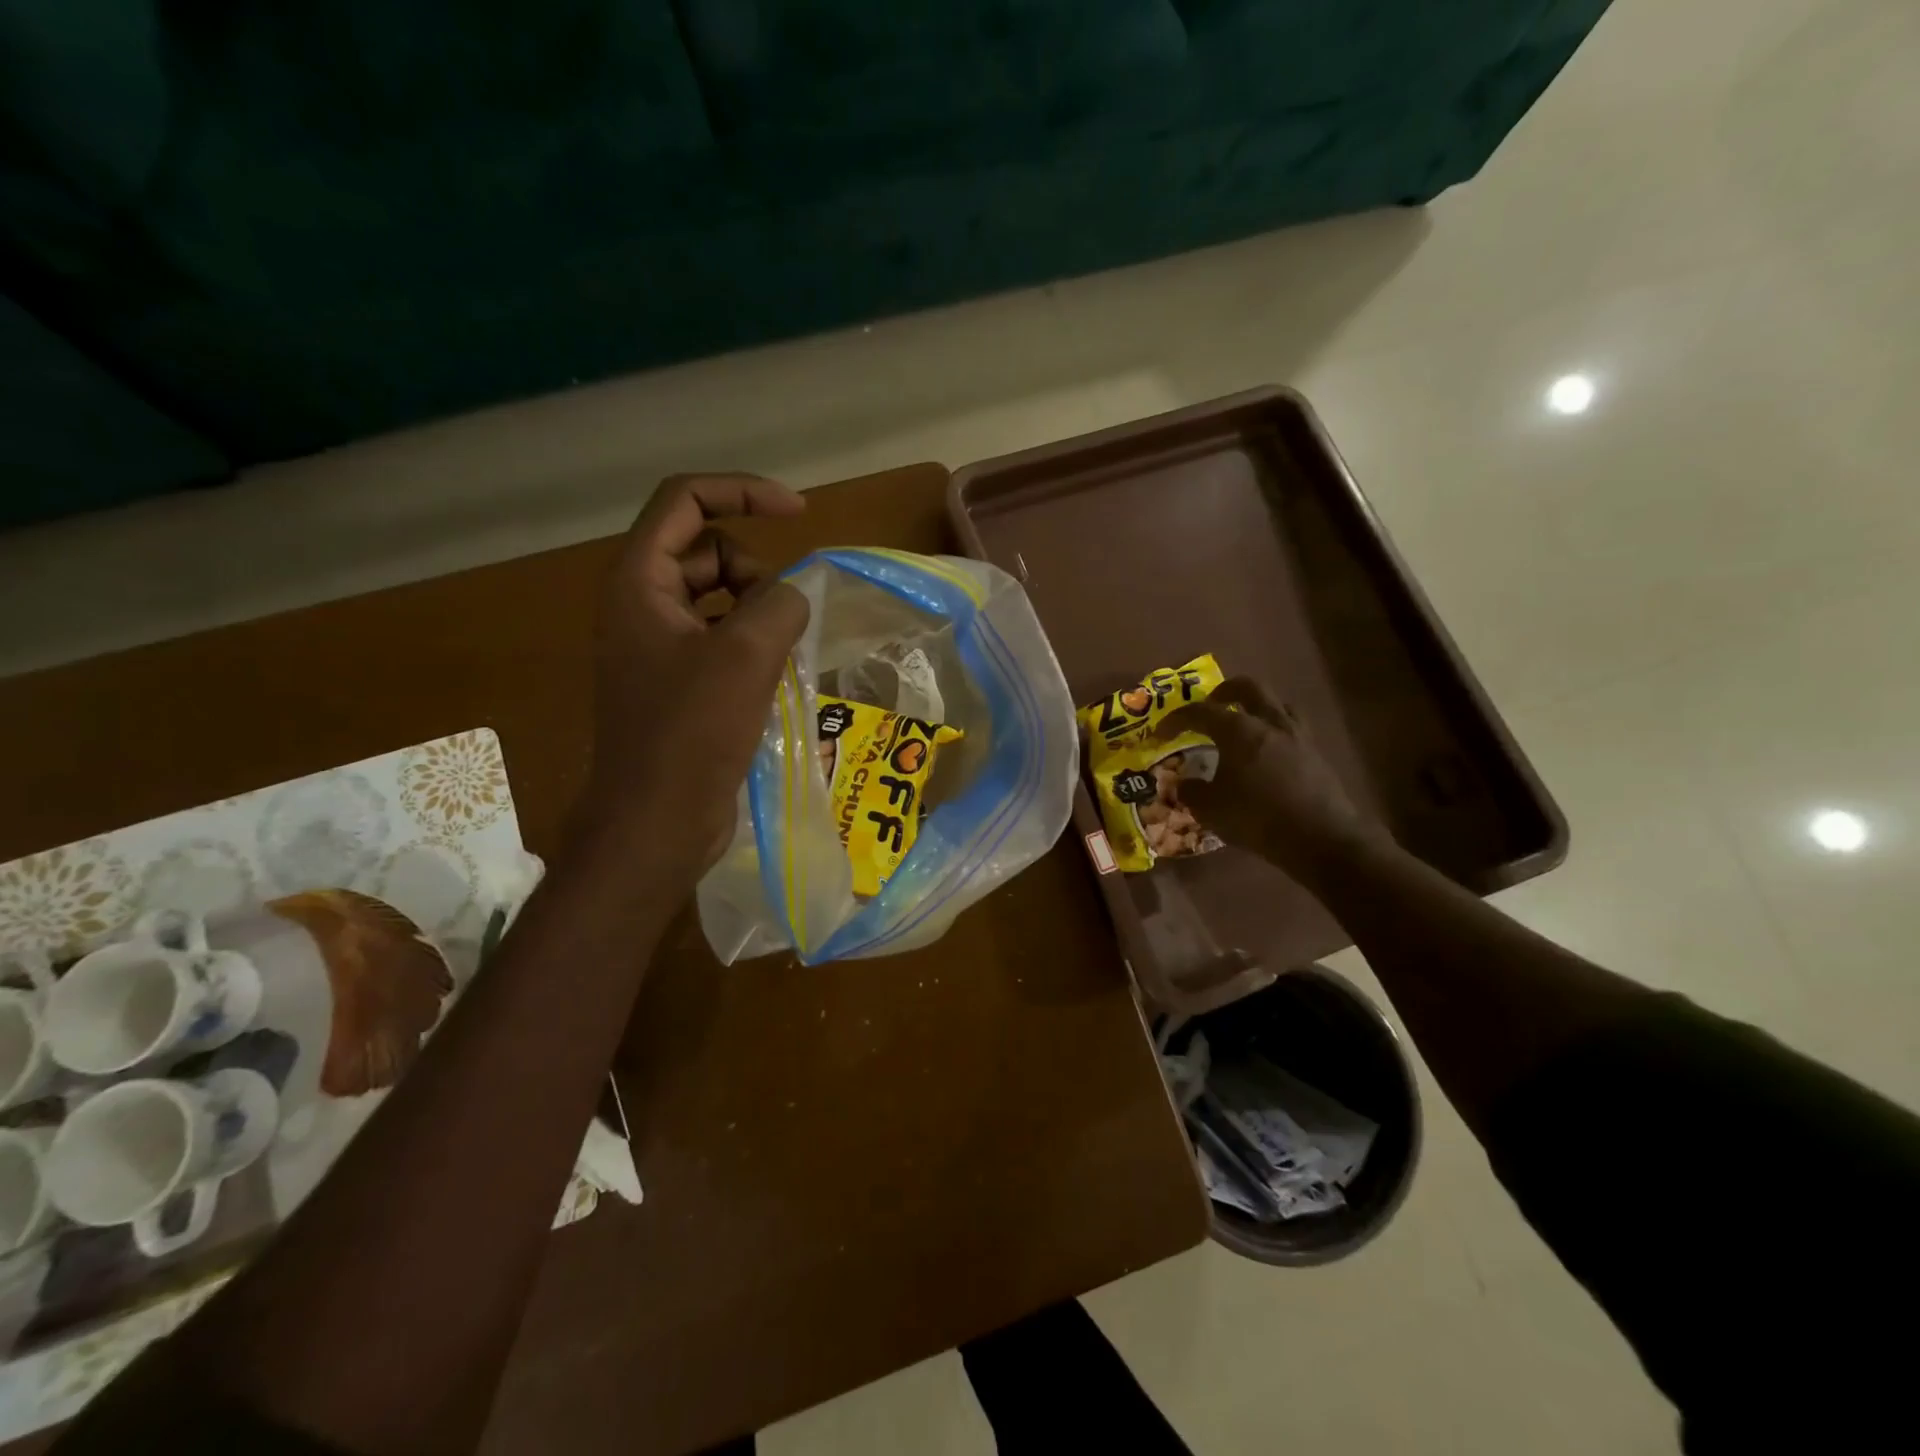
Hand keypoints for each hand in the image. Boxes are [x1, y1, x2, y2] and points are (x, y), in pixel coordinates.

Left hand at [583, 473, 808, 886]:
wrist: (656, 822)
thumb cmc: (690, 734)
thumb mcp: (745, 656)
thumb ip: (780, 603)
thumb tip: (795, 595)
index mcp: (640, 582)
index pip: (686, 501)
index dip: (742, 491)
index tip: (798, 512)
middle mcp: (643, 604)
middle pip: (708, 550)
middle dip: (754, 571)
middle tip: (779, 621)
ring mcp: (659, 645)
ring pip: (720, 598)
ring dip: (760, 612)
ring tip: (781, 655)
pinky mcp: (679, 682)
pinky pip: (723, 638)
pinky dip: (753, 644)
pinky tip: (775, 677)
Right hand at [1153, 677, 1387, 881]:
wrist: (1320, 839)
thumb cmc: (1257, 818)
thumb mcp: (1211, 809)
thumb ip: (1191, 791)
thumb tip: (1182, 784)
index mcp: (1239, 730)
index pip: (1201, 712)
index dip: (1176, 719)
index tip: (1161, 732)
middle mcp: (1270, 723)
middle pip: (1248, 688)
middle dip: (1224, 691)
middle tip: (1210, 705)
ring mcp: (1297, 736)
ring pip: (1276, 704)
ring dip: (1256, 707)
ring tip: (1242, 724)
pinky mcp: (1315, 755)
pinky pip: (1291, 728)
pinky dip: (1274, 731)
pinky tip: (1266, 752)